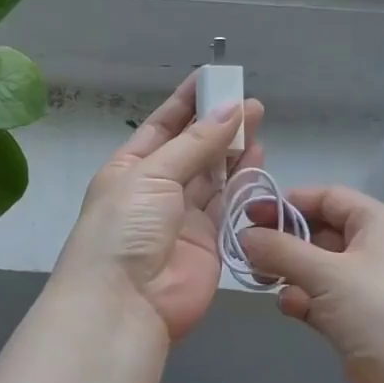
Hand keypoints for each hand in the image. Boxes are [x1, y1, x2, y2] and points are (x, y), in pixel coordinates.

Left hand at [56, 74, 265, 342]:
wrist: (124, 303)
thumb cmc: (125, 228)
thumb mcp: (153, 175)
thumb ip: (196, 144)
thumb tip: (232, 110)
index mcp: (130, 169)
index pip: (162, 127)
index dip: (187, 103)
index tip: (212, 79)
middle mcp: (157, 190)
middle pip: (192, 150)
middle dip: (218, 125)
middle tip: (249, 102)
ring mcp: (184, 218)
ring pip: (214, 176)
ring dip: (234, 150)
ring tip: (259, 121)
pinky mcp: (210, 243)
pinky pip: (229, 206)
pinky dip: (244, 184)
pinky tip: (258, 159)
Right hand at [240, 187, 383, 382]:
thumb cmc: (379, 311)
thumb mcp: (327, 272)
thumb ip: (281, 250)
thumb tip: (245, 236)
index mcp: (377, 223)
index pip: (327, 198)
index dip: (287, 202)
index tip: (248, 215)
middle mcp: (373, 249)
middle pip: (319, 232)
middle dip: (283, 240)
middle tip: (246, 250)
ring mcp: (366, 287)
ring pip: (316, 268)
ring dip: (288, 271)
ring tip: (260, 279)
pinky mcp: (357, 321)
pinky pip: (321, 299)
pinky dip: (302, 300)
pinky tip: (289, 307)